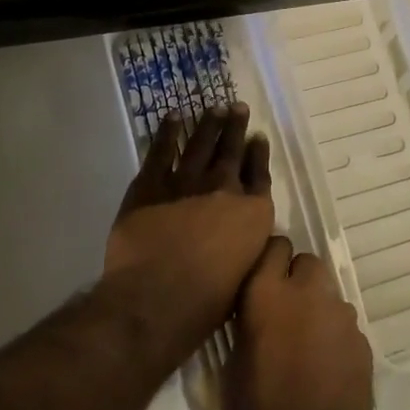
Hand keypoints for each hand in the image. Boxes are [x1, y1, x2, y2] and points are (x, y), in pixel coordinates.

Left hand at [104, 106, 274, 368]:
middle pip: (232, 151)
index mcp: (252, 213)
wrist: (157, 299)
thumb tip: (247, 232)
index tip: (258, 137)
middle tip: (237, 107)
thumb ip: (249, 244)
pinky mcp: (151, 185)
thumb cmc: (207, 302)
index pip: (259, 174)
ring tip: (214, 107)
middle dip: (236, 127)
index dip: (259, 154)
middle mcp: (224, 188)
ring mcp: (186, 182)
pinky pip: (161, 151)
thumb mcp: (246, 273)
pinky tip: (173, 117)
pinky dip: (168, 132)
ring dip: (209, 124)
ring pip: (200, 144)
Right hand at [224, 238, 374, 409]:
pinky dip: (335, 341)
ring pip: (330, 296)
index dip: (270, 262)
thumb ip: (249, 324)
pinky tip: (325, 374)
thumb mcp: (232, 366)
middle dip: (298, 281)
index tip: (263, 282)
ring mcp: (342, 318)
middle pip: (308, 263)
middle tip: (284, 316)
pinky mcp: (364, 344)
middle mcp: (310, 293)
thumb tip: (258, 315)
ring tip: (305, 350)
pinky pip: (346, 329)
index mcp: (269, 293)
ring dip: (318, 312)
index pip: (275, 246)